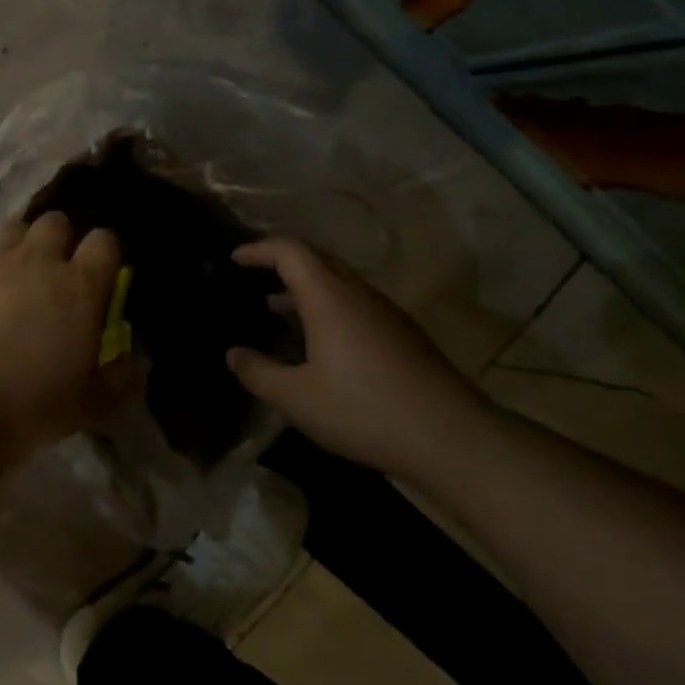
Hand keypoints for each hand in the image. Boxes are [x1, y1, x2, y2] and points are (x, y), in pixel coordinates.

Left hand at [0, 213, 128, 458]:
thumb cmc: (25, 408)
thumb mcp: (87, 406)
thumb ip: (120, 379)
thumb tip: (140, 362)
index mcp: (79, 288)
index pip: (105, 242)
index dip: (105, 252)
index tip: (100, 272)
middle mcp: (37, 261)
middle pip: (56, 222)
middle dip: (59, 240)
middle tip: (52, 272)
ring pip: (11, 230)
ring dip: (17, 247)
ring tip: (9, 278)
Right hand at [226, 237, 490, 474]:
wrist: (450, 435)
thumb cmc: (363, 410)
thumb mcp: (297, 399)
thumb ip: (258, 373)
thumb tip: (233, 354)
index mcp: (328, 297)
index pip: (289, 251)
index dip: (258, 249)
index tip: (234, 259)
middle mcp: (358, 293)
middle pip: (316, 259)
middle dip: (281, 263)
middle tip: (253, 279)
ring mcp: (385, 311)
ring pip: (338, 282)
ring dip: (305, 288)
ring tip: (276, 309)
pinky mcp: (402, 333)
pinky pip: (355, 303)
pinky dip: (327, 307)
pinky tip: (319, 343)